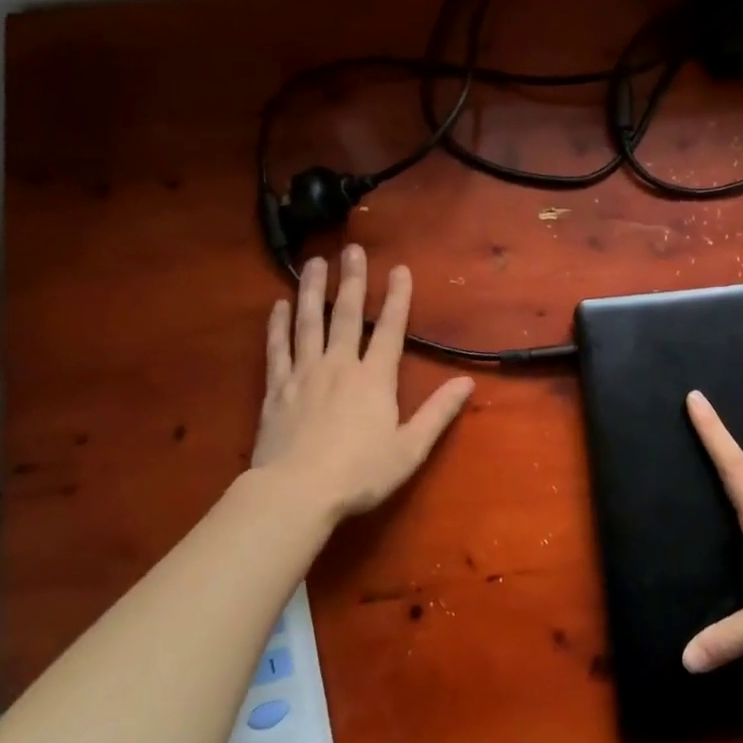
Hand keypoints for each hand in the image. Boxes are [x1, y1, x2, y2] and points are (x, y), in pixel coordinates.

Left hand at [251, 245, 474, 521]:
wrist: (296, 492)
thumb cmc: (360, 474)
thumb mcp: (410, 448)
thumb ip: (438, 413)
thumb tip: (467, 383)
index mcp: (374, 378)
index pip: (390, 329)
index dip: (397, 298)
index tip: (399, 268)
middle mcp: (339, 365)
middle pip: (347, 315)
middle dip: (352, 280)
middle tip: (351, 249)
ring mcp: (304, 374)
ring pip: (309, 322)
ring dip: (313, 290)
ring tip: (314, 263)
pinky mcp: (276, 388)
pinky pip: (277, 348)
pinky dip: (278, 325)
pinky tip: (279, 305)